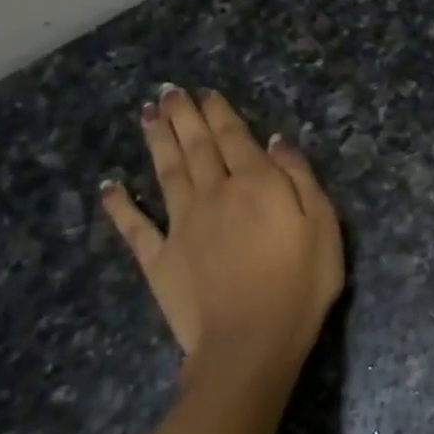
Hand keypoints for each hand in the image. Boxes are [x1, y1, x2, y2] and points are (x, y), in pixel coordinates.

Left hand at [101, 86, 343, 387]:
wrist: (251, 342)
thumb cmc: (300, 284)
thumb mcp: (324, 225)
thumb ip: (300, 179)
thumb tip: (276, 142)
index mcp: (256, 185)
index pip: (235, 138)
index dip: (220, 113)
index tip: (206, 93)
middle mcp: (214, 194)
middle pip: (196, 147)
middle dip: (183, 116)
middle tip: (169, 91)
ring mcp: (181, 226)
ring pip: (166, 173)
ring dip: (156, 141)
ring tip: (147, 114)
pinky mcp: (159, 259)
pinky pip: (135, 227)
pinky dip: (120, 205)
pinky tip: (109, 186)